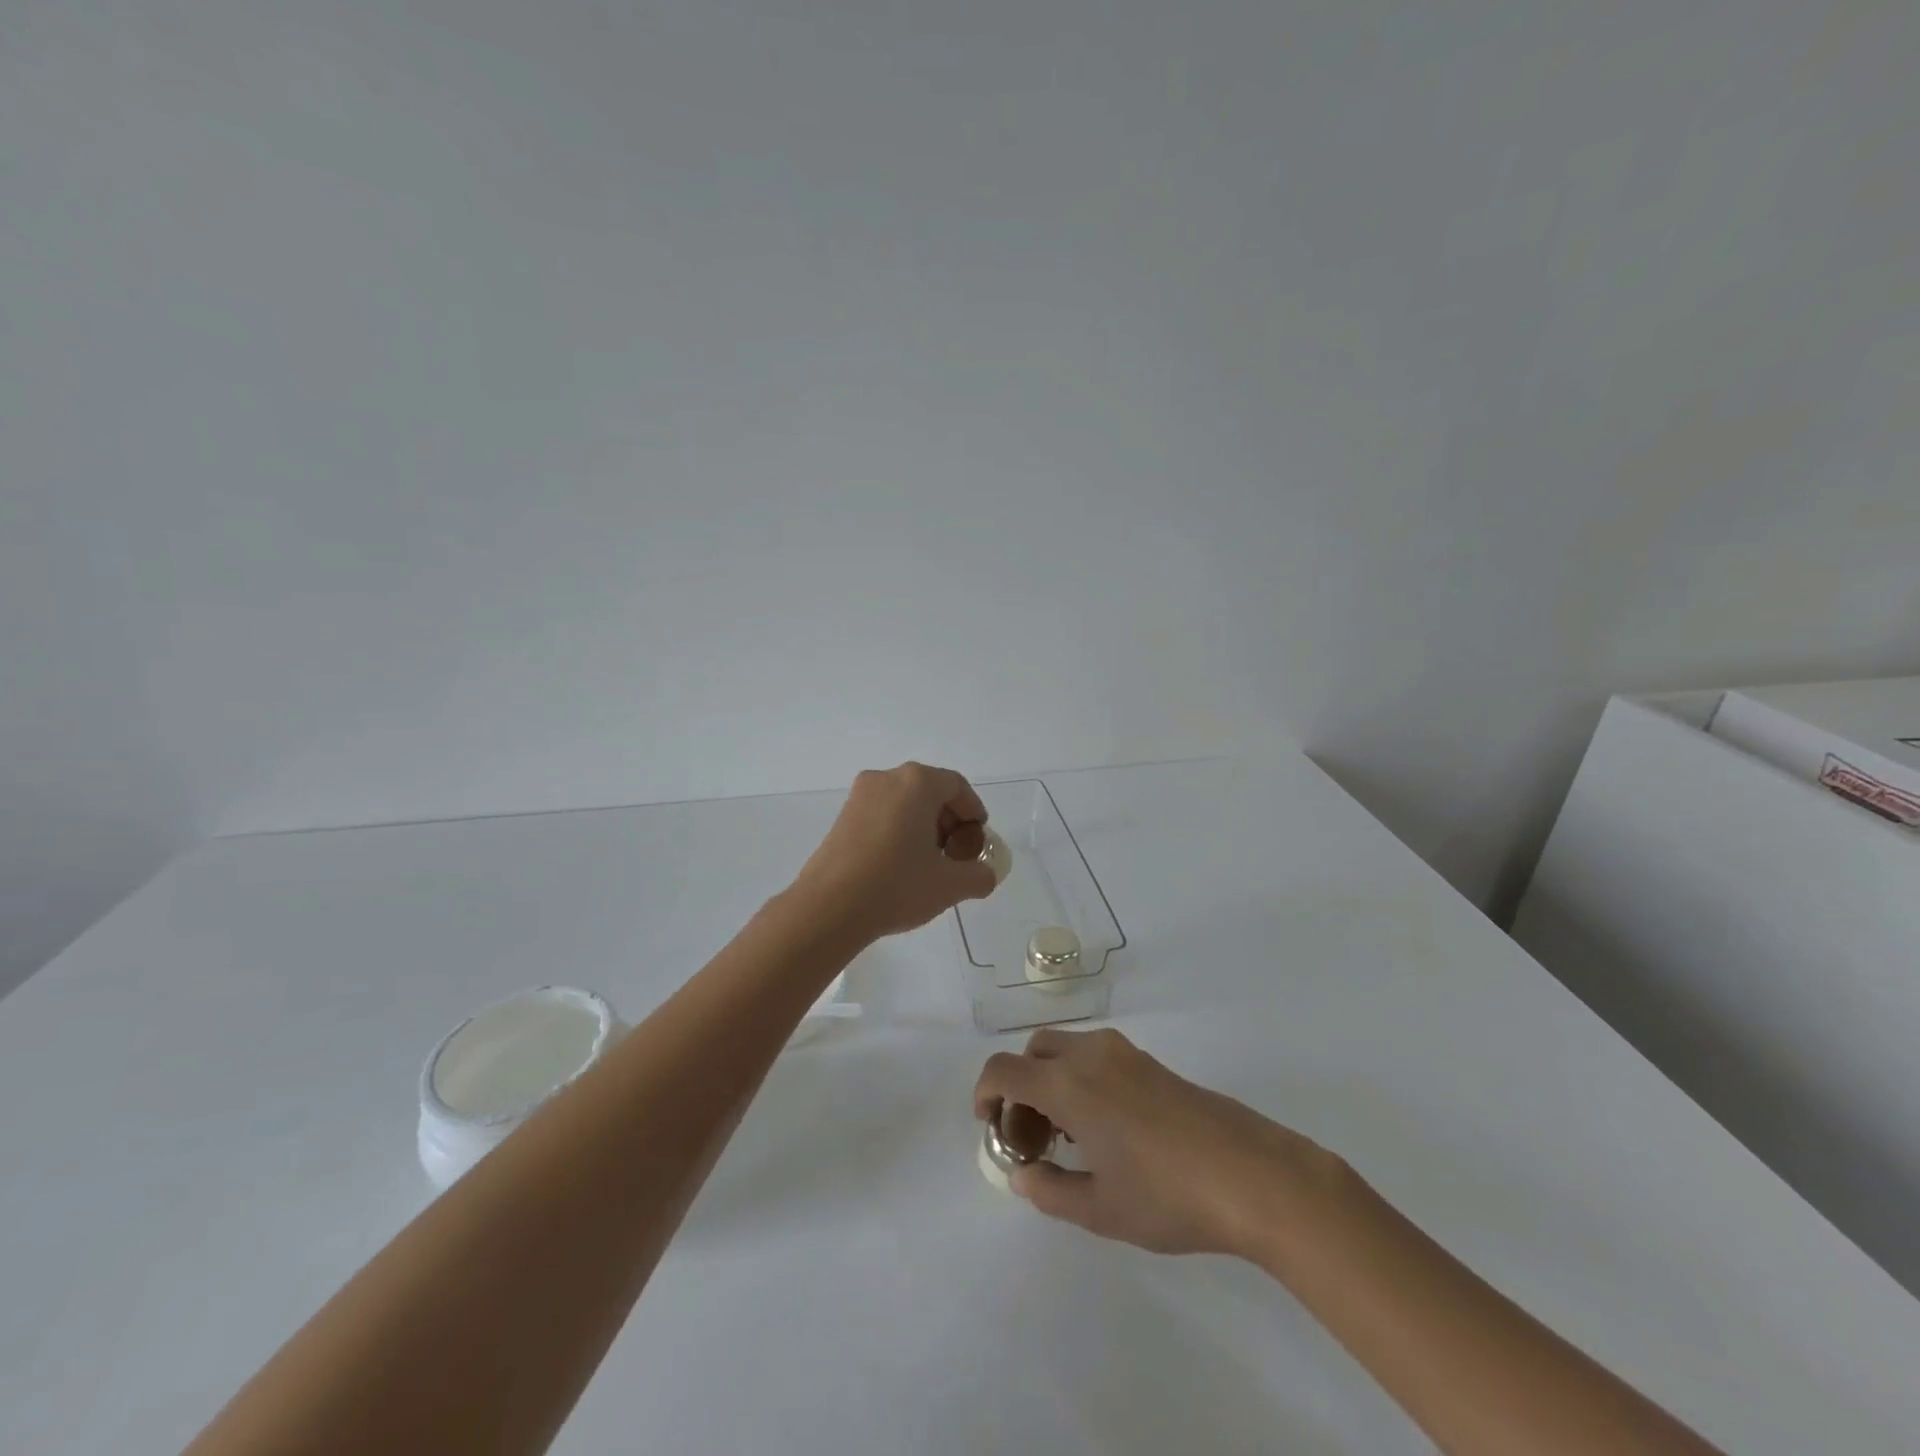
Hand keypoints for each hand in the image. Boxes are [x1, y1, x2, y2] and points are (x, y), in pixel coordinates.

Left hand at [791, 762, 998, 943]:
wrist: (829, 908)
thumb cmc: (897, 886)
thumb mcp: (950, 885)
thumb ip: (979, 875)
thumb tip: (985, 874)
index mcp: (917, 783)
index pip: (957, 786)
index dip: (973, 812)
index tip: (978, 841)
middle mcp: (887, 778)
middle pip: (930, 791)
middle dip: (948, 821)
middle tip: (956, 855)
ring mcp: (860, 796)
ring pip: (904, 802)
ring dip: (923, 826)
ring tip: (928, 864)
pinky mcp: (842, 817)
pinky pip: (882, 814)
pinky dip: (898, 831)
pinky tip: (899, 865)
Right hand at [973, 1028, 1339, 1257]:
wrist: (1252, 1175)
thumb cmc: (1168, 1195)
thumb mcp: (1100, 1209)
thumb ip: (1050, 1190)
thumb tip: (1022, 1176)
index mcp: (1068, 1084)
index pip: (1004, 1069)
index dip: (984, 1093)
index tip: (989, 1127)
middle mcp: (1090, 1055)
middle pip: (1033, 1052)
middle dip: (1019, 1088)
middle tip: (1030, 1139)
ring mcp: (1123, 1053)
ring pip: (1065, 1050)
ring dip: (1049, 1081)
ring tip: (1067, 1137)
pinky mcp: (1149, 1061)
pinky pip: (1094, 1056)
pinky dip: (1078, 1078)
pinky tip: (1103, 1128)